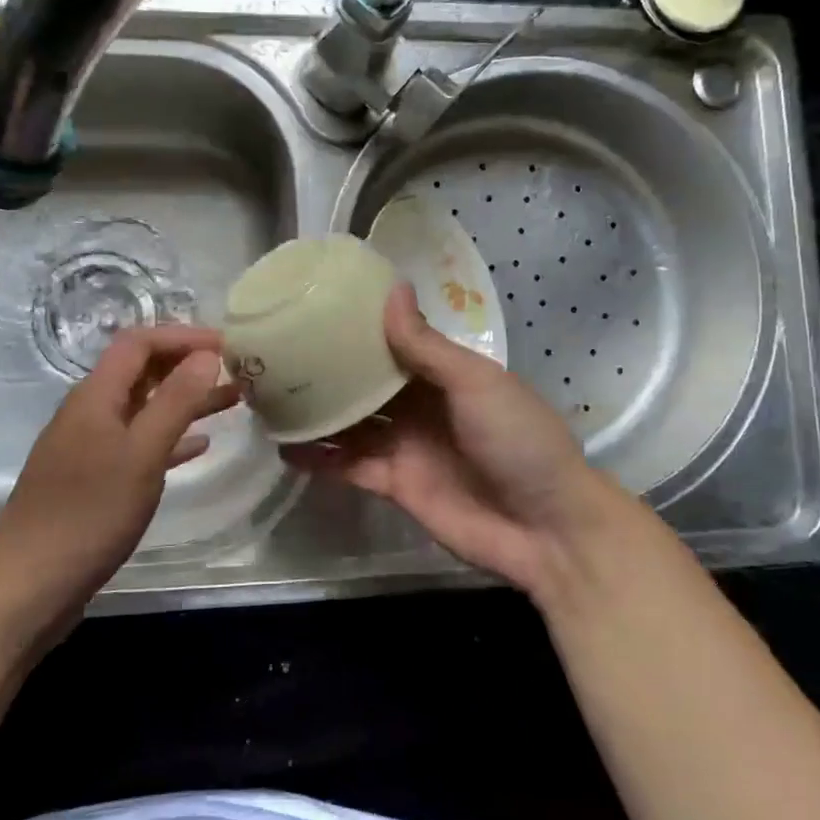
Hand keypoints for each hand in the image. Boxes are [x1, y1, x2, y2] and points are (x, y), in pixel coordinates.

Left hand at [0, 325, 237, 621]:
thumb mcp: (142, 454)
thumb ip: (176, 401)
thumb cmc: (89, 514)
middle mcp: (90, 412)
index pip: (139, 342)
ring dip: (185, 400)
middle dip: (187, 364)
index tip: (226, 344)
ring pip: (144, 408)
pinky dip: (169, 437)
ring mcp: (89, 446)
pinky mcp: (92, 479)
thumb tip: (207, 355)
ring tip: (232, 400)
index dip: (182, 336)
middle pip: (141, 371)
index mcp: (95, 396)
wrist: (28, 587)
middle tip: (236, 369)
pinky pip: (138, 443)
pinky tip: (199, 445)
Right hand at [284, 283, 621, 603]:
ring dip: (319, 413)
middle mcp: (420, 405)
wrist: (547, 529)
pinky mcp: (396, 485)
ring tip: (272, 397)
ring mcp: (406, 446)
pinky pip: (351, 466)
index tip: (318, 307)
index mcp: (444, 374)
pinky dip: (322, 459)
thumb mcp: (475, 383)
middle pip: (366, 383)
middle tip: (280, 352)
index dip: (360, 327)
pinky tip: (286, 449)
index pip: (394, 342)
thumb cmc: (518, 440)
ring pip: (352, 423)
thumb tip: (391, 289)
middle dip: (330, 370)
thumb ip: (426, 346)